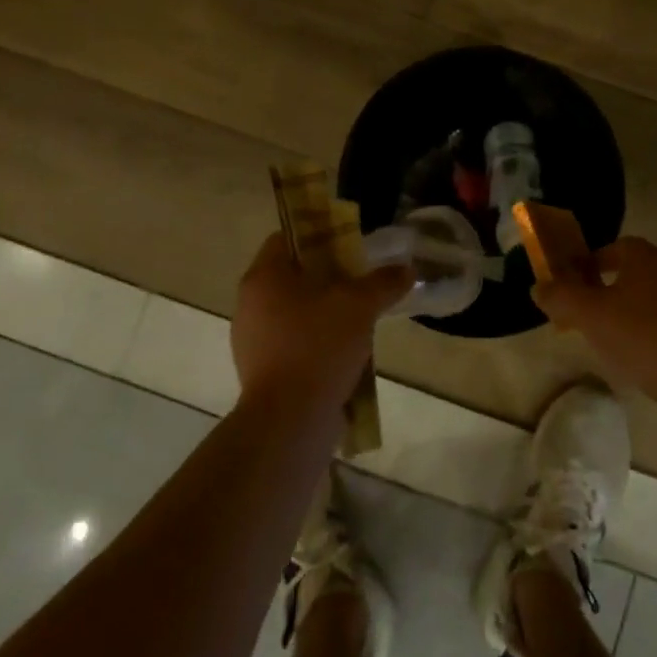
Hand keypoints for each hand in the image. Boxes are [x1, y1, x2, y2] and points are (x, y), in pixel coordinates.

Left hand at [231, 233, 413, 414]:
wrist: (290, 421)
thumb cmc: (318, 346)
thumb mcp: (360, 306)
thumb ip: (383, 282)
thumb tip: (407, 270)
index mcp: (263, 277)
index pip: (285, 238)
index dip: (318, 235)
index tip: (349, 244)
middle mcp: (250, 304)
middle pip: (292, 276)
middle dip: (327, 277)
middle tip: (361, 280)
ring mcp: (253, 341)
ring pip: (294, 312)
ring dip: (325, 312)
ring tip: (360, 318)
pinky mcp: (263, 372)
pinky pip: (294, 344)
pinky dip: (317, 343)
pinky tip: (346, 353)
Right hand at [532, 236, 656, 407]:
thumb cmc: (642, 336)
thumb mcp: (589, 315)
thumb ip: (560, 297)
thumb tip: (538, 287)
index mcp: (648, 258)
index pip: (618, 247)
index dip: (593, 262)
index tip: (577, 284)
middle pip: (637, 274)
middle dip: (612, 291)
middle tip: (590, 315)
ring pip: (656, 303)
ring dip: (634, 316)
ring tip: (614, 344)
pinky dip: (656, 339)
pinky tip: (645, 364)